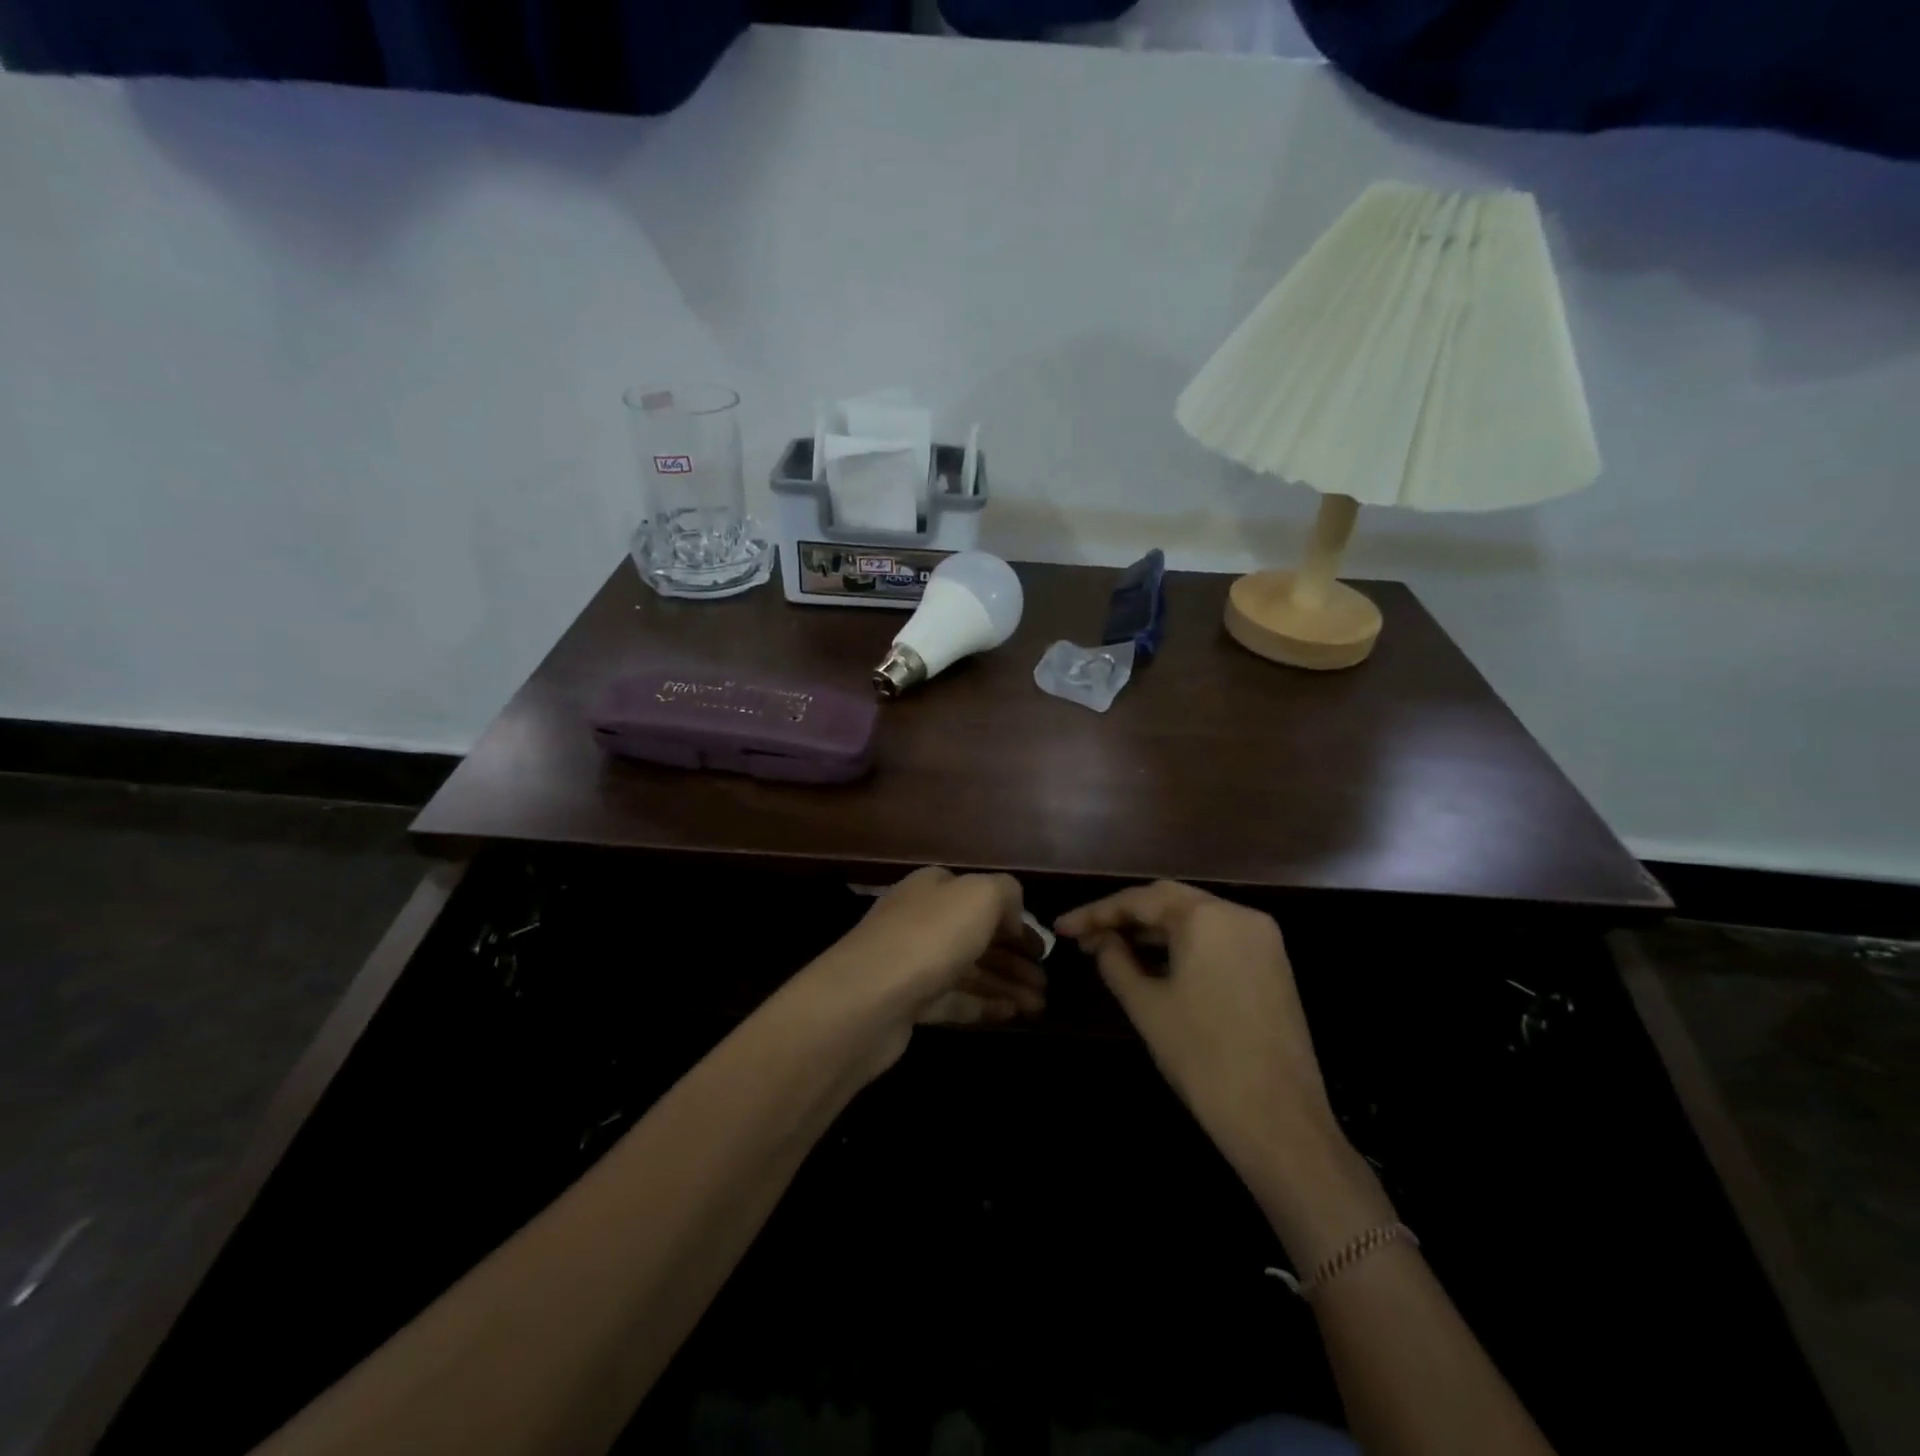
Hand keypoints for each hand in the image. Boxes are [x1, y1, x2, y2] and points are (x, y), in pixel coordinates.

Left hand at [805, 867, 1045, 1074]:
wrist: (867, 998)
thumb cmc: (930, 936)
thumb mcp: (980, 895)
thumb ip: (1007, 892)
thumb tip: (1013, 918)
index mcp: (935, 887)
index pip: (982, 898)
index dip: (1015, 922)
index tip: (1043, 950)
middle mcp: (922, 919)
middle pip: (977, 937)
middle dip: (1015, 959)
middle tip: (1046, 984)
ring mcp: (913, 962)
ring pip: (969, 970)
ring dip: (1006, 985)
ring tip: (1039, 1006)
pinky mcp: (908, 1002)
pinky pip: (954, 1000)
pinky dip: (984, 1005)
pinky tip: (1012, 1015)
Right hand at [1056, 882, 1335, 1178]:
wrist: (1278, 1120)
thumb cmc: (1202, 1058)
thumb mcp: (1146, 1006)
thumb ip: (1115, 961)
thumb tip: (1101, 941)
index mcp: (1207, 916)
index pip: (1139, 900)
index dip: (1096, 913)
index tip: (1061, 928)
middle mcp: (1239, 914)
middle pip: (1169, 901)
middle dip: (1124, 916)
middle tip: (1084, 935)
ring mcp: (1262, 939)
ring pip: (1195, 919)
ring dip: (1152, 930)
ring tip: (1111, 947)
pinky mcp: (1272, 965)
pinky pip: (1217, 939)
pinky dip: (1182, 944)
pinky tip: (1153, 961)